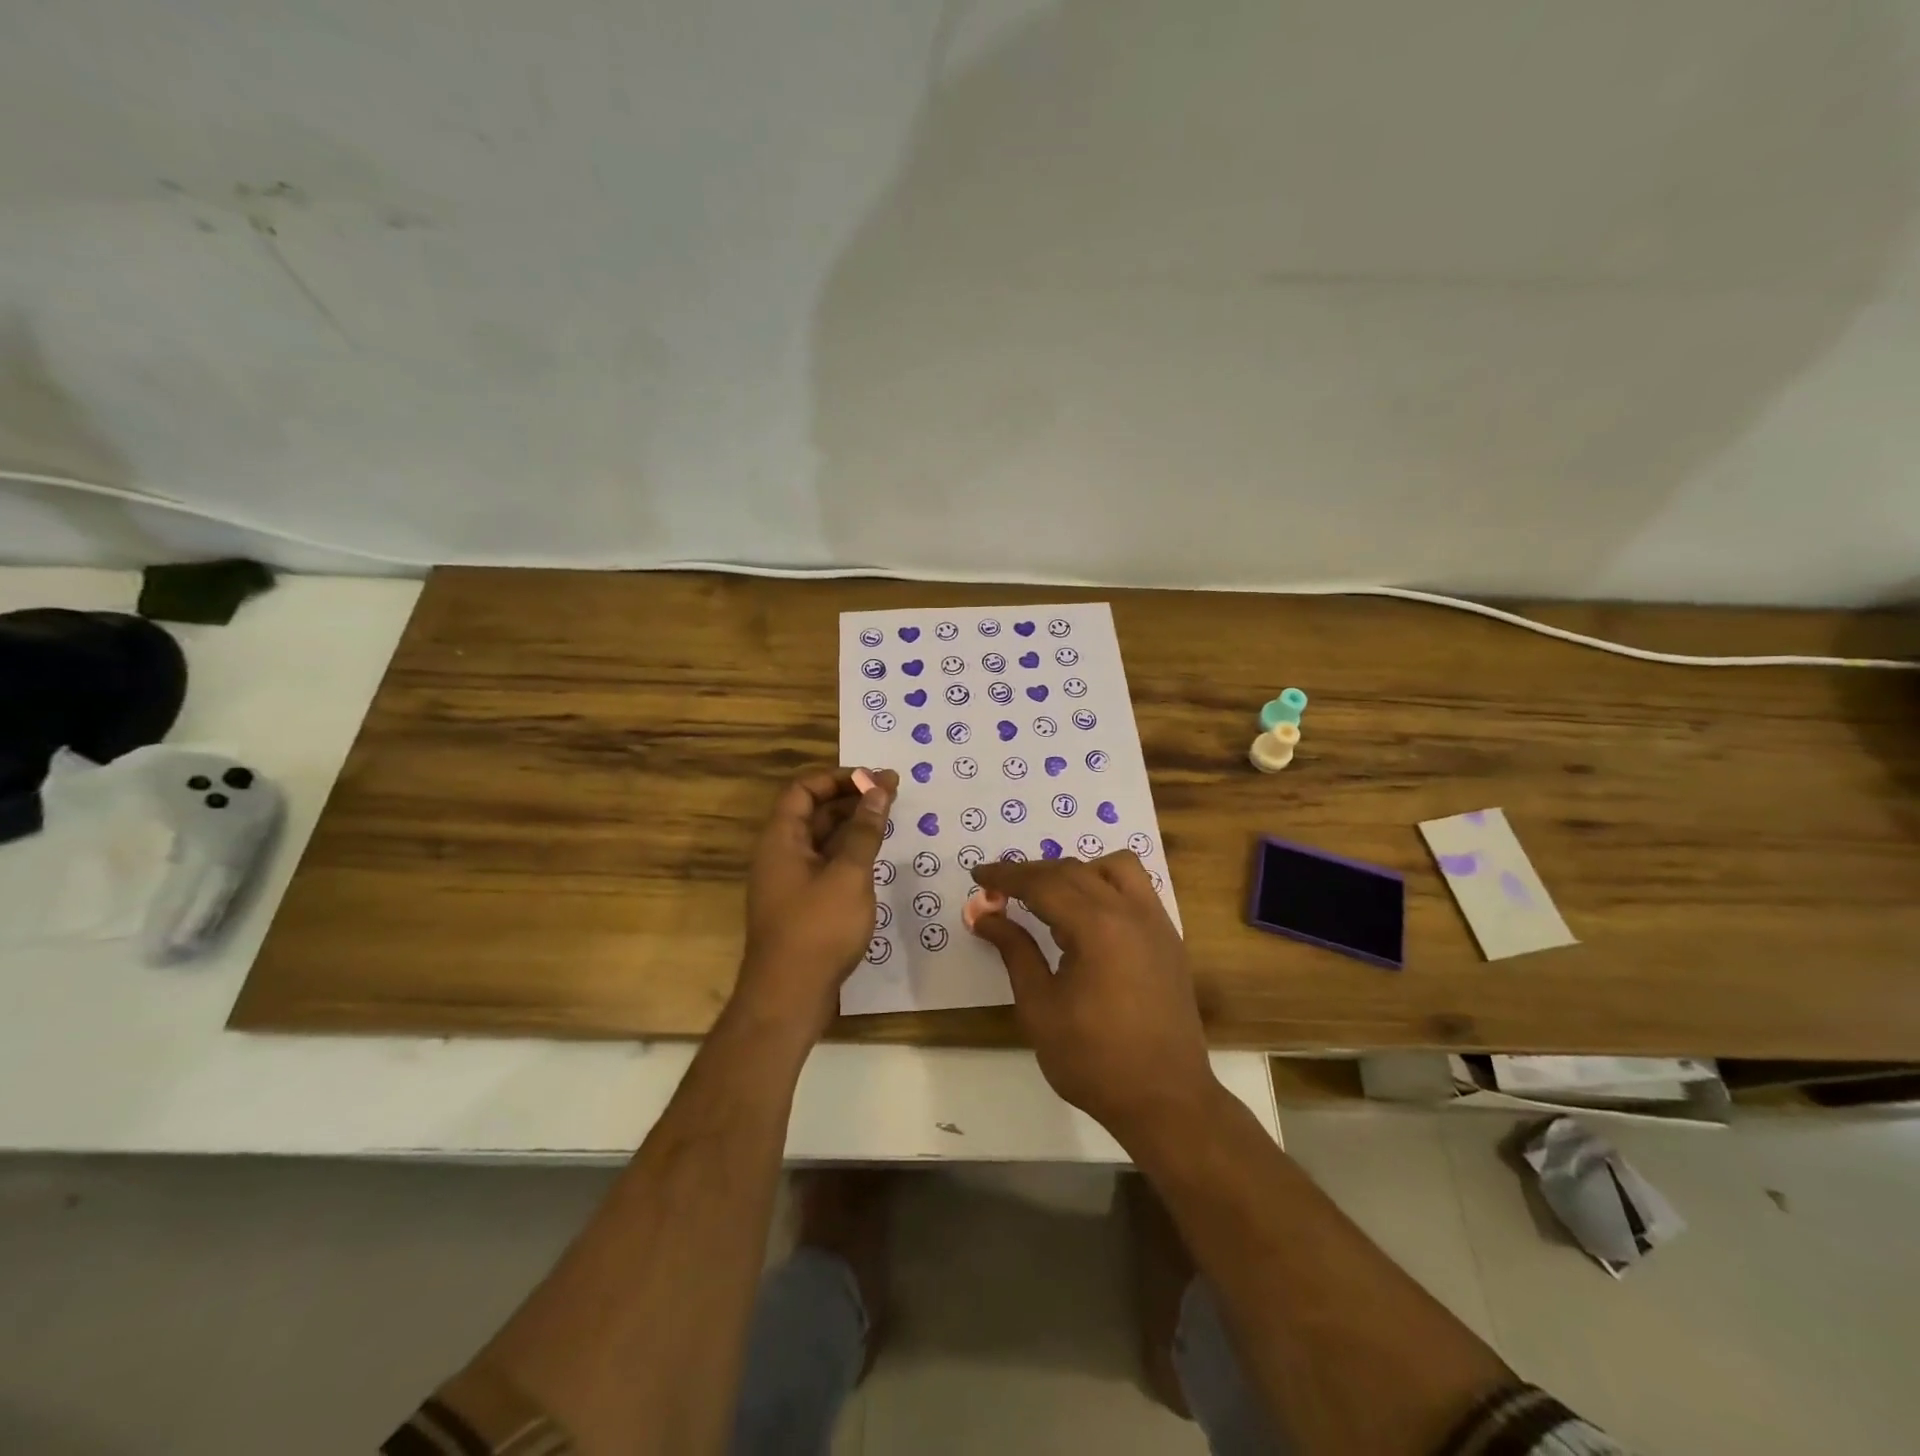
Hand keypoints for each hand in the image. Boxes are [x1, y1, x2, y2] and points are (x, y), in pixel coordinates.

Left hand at [735, 767, 897, 1041]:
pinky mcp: (801, 904)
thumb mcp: (848, 874)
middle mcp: (780, 854)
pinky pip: (825, 864)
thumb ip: (864, 830)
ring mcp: (789, 881)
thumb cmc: (818, 929)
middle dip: (851, 799)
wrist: (788, 997)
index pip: (804, 789)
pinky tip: (875, 857)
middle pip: (813, 812)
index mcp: (781, 839)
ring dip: (852, 826)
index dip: (838, 778)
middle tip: (892, 793)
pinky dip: (848, 853)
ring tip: (888, 820)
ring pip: (821, 840)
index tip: (874, 779)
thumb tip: (879, 789)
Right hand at [968, 852, 1219, 1144]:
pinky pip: (1137, 888)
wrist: (1166, 1100)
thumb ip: (1014, 952)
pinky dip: (1106, 884)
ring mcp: (1156, 923)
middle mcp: (1131, 912)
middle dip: (1033, 873)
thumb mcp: (1040, 1008)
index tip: (978, 875)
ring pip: (1115, 867)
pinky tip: (1087, 914)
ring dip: (1077, 870)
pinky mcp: (1168, 939)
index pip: (1044, 883)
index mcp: (1097, 927)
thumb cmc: (1094, 1060)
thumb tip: (985, 916)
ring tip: (1049, 896)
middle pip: (1074, 870)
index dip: (1007, 875)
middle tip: (999, 887)